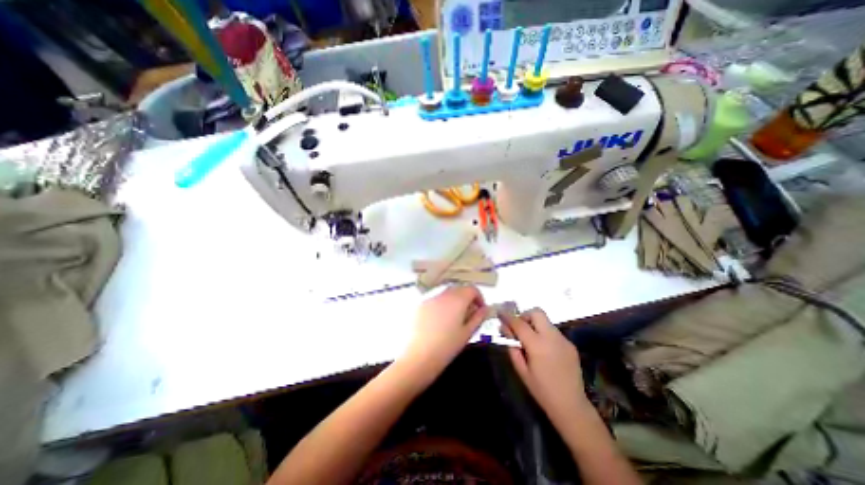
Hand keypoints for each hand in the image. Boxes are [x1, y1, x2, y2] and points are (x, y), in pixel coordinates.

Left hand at [400, 287, 484, 375]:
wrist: (417, 357)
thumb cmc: (446, 347)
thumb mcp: (467, 333)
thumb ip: (478, 317)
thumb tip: (485, 308)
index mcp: (457, 300)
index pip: (472, 288)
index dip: (479, 297)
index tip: (480, 310)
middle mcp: (443, 294)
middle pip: (459, 289)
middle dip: (466, 298)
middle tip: (468, 315)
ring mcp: (429, 298)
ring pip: (446, 293)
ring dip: (453, 301)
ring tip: (453, 319)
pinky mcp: (420, 305)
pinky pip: (435, 299)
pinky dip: (441, 305)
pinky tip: (439, 321)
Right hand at [501, 310, 595, 424]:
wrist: (571, 406)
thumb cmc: (541, 390)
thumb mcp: (521, 370)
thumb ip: (512, 347)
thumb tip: (505, 330)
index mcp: (537, 345)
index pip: (519, 323)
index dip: (508, 317)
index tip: (500, 313)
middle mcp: (552, 337)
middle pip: (536, 313)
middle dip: (525, 316)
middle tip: (519, 328)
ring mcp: (563, 340)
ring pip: (545, 321)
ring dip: (535, 325)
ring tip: (531, 340)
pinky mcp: (570, 344)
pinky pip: (553, 331)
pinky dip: (544, 333)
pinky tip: (544, 349)